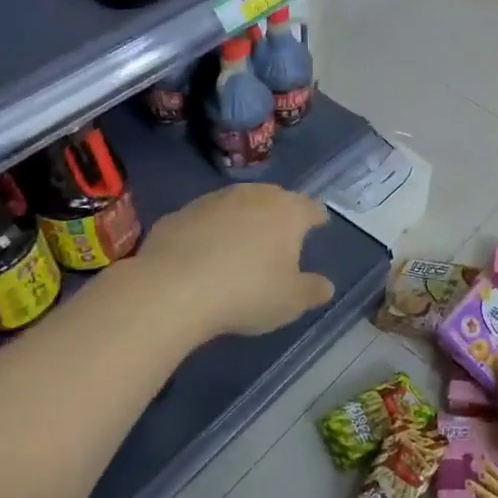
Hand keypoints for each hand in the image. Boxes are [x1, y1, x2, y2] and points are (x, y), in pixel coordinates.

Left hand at [138, 185, 334, 337]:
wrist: (171, 290)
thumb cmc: (246, 293)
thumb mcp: (291, 302)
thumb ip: (313, 290)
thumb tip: (325, 285)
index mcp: (288, 212)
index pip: (311, 207)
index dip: (317, 217)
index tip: (318, 225)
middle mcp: (253, 195)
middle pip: (274, 198)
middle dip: (280, 213)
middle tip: (280, 236)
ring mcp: (213, 200)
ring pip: (237, 203)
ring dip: (242, 219)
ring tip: (241, 243)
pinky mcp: (179, 213)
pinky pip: (203, 220)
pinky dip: (208, 232)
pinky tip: (202, 255)